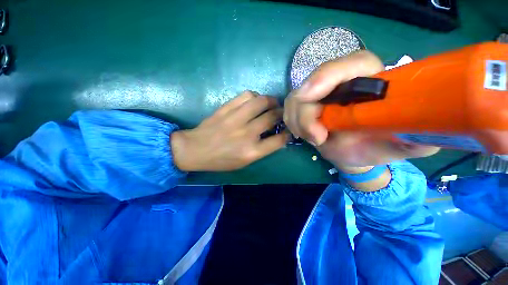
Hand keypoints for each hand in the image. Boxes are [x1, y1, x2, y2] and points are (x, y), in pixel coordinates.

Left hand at [171, 91, 288, 170]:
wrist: (195, 150)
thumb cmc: (222, 160)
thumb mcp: (245, 162)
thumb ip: (263, 149)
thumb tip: (277, 136)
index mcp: (252, 151)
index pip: (279, 139)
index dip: (287, 133)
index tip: (288, 129)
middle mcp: (247, 133)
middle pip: (273, 116)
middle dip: (282, 113)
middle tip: (281, 113)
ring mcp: (236, 119)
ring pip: (261, 101)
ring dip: (271, 101)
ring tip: (271, 104)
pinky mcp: (227, 108)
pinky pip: (246, 95)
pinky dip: (255, 96)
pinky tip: (254, 101)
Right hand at [284, 50, 439, 169]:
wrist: (355, 153)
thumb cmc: (379, 147)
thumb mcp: (404, 145)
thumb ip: (417, 137)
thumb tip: (425, 132)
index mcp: (373, 81)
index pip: (352, 64)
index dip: (327, 76)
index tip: (310, 98)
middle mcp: (342, 82)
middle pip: (311, 85)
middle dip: (306, 115)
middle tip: (317, 139)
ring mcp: (319, 93)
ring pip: (294, 99)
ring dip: (298, 122)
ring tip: (315, 139)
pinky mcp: (305, 104)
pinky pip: (289, 109)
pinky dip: (293, 123)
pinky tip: (304, 134)